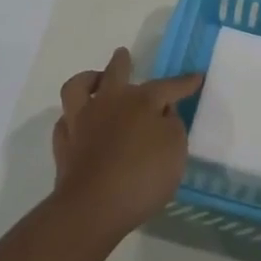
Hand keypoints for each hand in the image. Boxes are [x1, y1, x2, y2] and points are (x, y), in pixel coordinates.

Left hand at [52, 48, 202, 241]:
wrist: (93, 206)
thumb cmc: (142, 176)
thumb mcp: (175, 150)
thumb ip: (172, 126)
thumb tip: (163, 114)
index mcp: (140, 101)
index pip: (167, 86)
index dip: (184, 83)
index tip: (196, 76)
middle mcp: (108, 102)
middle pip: (115, 73)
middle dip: (122, 62)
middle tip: (123, 54)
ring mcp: (81, 121)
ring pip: (78, 87)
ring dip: (87, 80)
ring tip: (95, 80)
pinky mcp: (64, 144)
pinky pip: (65, 121)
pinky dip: (72, 118)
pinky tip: (78, 123)